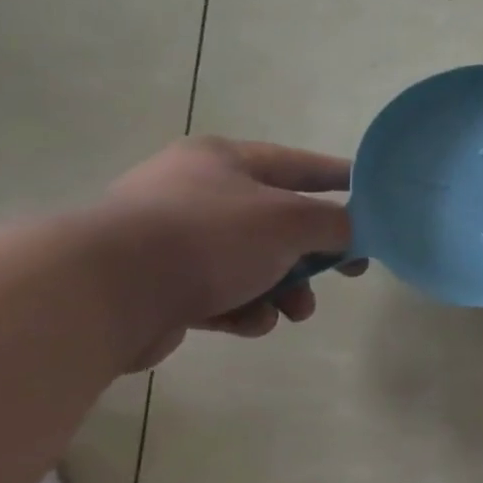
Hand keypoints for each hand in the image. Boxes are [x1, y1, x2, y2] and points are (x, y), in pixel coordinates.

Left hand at [105, 137, 366, 368]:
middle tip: (346, 272)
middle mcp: (195, 191)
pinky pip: (220, 293)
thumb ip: (339, 224)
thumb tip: (357, 232)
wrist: (103, 294)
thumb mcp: (293, 222)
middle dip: (314, 255)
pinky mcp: (156, 285)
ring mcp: (171, 239)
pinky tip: (247, 323)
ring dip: (283, 290)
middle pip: (280, 222)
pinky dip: (243, 309)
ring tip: (292, 313)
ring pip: (254, 263)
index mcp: (224, 160)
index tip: (379, 199)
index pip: (302, 165)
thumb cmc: (210, 238)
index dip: (344, 181)